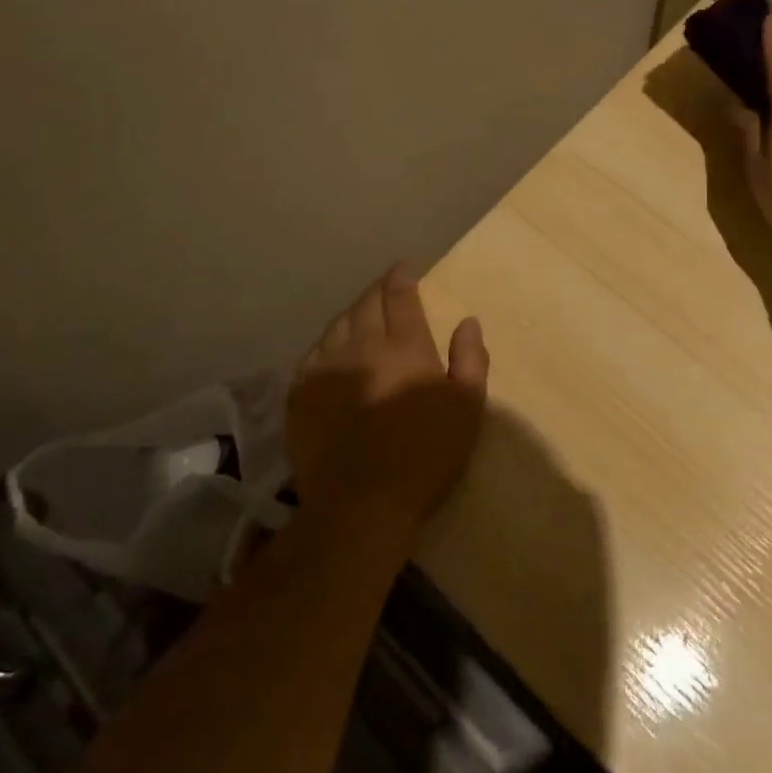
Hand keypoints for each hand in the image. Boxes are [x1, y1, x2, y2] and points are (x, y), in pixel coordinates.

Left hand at [286, 266, 488, 535]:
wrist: (361, 503)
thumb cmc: (424, 455)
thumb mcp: (466, 408)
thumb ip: (470, 359)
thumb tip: (468, 320)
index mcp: (404, 345)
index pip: (399, 297)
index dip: (401, 278)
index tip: (404, 269)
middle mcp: (362, 344)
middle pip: (366, 304)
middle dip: (377, 290)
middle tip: (384, 286)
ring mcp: (326, 367)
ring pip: (337, 324)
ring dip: (352, 313)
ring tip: (360, 314)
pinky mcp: (301, 393)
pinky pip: (313, 353)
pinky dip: (326, 343)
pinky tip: (331, 349)